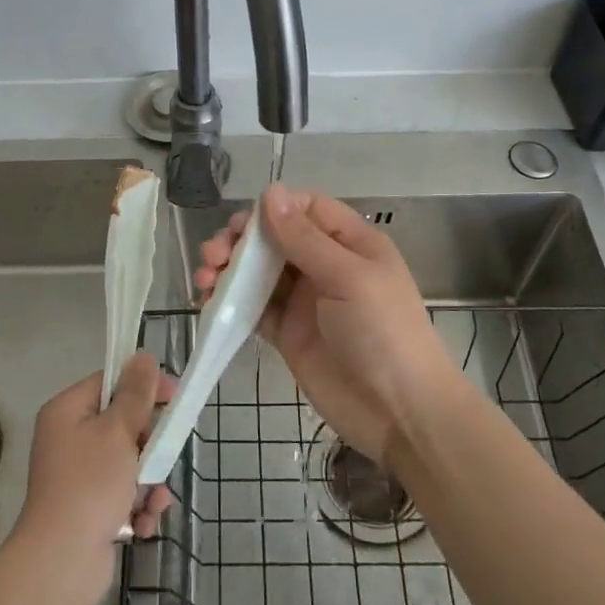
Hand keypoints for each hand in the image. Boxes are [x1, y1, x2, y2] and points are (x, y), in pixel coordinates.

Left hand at [12, 353, 174, 604]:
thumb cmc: (90, 485)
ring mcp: (78, 476)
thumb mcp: (118, 432)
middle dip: (149, 445)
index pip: (109, 383)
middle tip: (163, 455)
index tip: (173, 396)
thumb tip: (143, 356)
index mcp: (67, 412)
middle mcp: (69, 439)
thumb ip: (135, 394)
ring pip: (128, 462)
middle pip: (122, 425)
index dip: (142, 386)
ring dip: (148, 482)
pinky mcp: (88, 509)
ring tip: (153, 500)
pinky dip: (137, 507)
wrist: (62, 562)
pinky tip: (142, 523)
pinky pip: (122, 494)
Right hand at [194, 186, 464, 467]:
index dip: (273, 209)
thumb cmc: (383, 332)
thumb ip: (305, 238)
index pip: (306, 208)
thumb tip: (271, 191)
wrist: (399, 413)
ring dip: (229, 269)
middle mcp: (325, 265)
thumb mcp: (348, 277)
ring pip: (259, 272)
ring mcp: (305, 300)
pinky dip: (229, 302)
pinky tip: (206, 302)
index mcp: (350, 242)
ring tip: (204, 278)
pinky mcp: (288, 333)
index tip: (243, 224)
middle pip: (275, 238)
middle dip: (241, 240)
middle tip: (215, 253)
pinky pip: (253, 308)